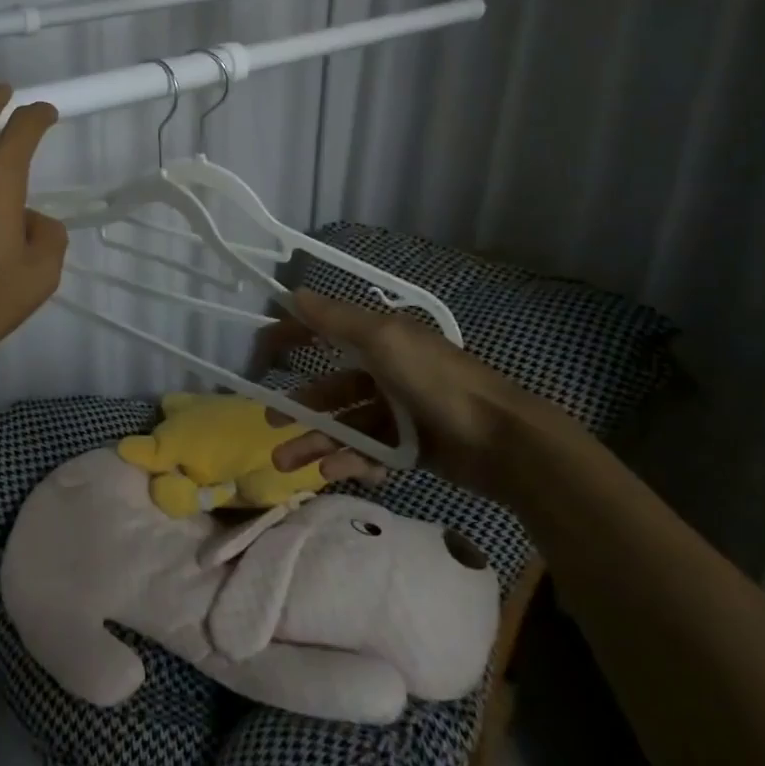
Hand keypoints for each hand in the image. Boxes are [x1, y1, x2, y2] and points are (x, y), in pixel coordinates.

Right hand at [266, 289, 548, 497]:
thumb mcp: (384, 340)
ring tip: (287, 464)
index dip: (294, 338)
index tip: (261, 353)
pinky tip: (334, 472)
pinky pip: (371, 452)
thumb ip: (337, 320)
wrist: (502, 440)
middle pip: (332, 388)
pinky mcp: (412, 447)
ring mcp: (400, 412)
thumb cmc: (436, 381)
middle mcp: (386, 372)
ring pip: (346, 425)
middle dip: (301, 406)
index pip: (327, 333)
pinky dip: (351, 461)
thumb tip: (293, 293)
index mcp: (381, 341)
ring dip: (316, 441)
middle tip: (271, 423)